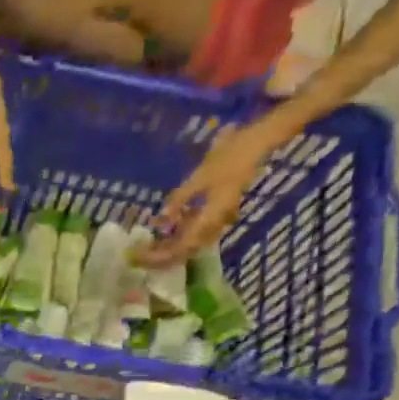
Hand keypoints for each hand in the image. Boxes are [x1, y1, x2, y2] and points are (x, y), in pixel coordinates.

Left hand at [140, 123, 277, 265]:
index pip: (182, 247)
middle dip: (163, 255)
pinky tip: (168, 228)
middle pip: (187, 250)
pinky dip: (182, 232)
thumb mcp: (199, 177)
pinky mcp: (220, 210)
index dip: (161, 255)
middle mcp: (217, 223)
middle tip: (141, 255)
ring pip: (192, 242)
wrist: (257, 142)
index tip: (142, 257)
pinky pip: (198, 229)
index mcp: (212, 217)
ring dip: (171, 246)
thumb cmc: (229, 156)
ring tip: (150, 246)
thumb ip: (180, 200)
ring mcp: (220, 218)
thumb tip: (162, 220)